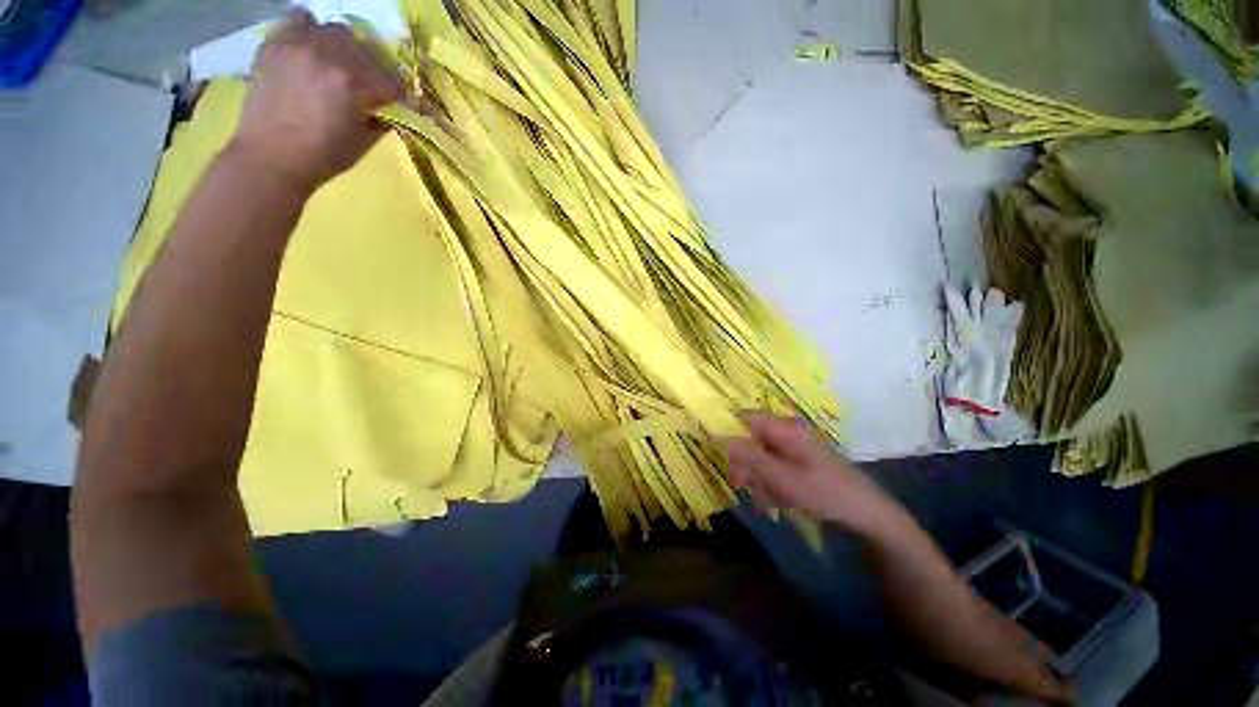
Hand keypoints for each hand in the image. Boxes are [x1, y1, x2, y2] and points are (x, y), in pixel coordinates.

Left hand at [227, 10, 406, 191]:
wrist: (271, 156)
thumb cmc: (323, 156)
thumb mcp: (364, 142)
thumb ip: (381, 119)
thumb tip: (390, 108)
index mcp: (356, 85)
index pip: (393, 80)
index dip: (398, 94)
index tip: (396, 102)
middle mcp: (331, 56)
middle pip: (367, 50)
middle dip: (373, 69)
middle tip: (366, 85)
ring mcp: (301, 45)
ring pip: (336, 31)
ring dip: (343, 47)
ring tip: (337, 64)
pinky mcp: (276, 44)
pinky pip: (299, 20)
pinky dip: (309, 30)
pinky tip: (310, 48)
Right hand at [726, 413, 906, 534]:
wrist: (866, 511)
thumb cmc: (822, 492)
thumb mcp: (780, 477)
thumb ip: (747, 456)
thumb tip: (717, 436)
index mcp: (785, 427)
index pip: (744, 418)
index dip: (728, 432)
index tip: (721, 455)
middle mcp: (789, 428)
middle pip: (752, 436)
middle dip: (744, 461)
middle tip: (743, 485)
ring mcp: (796, 441)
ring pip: (761, 451)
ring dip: (757, 472)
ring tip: (764, 496)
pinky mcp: (801, 454)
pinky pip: (774, 460)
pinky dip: (769, 476)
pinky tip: (776, 495)